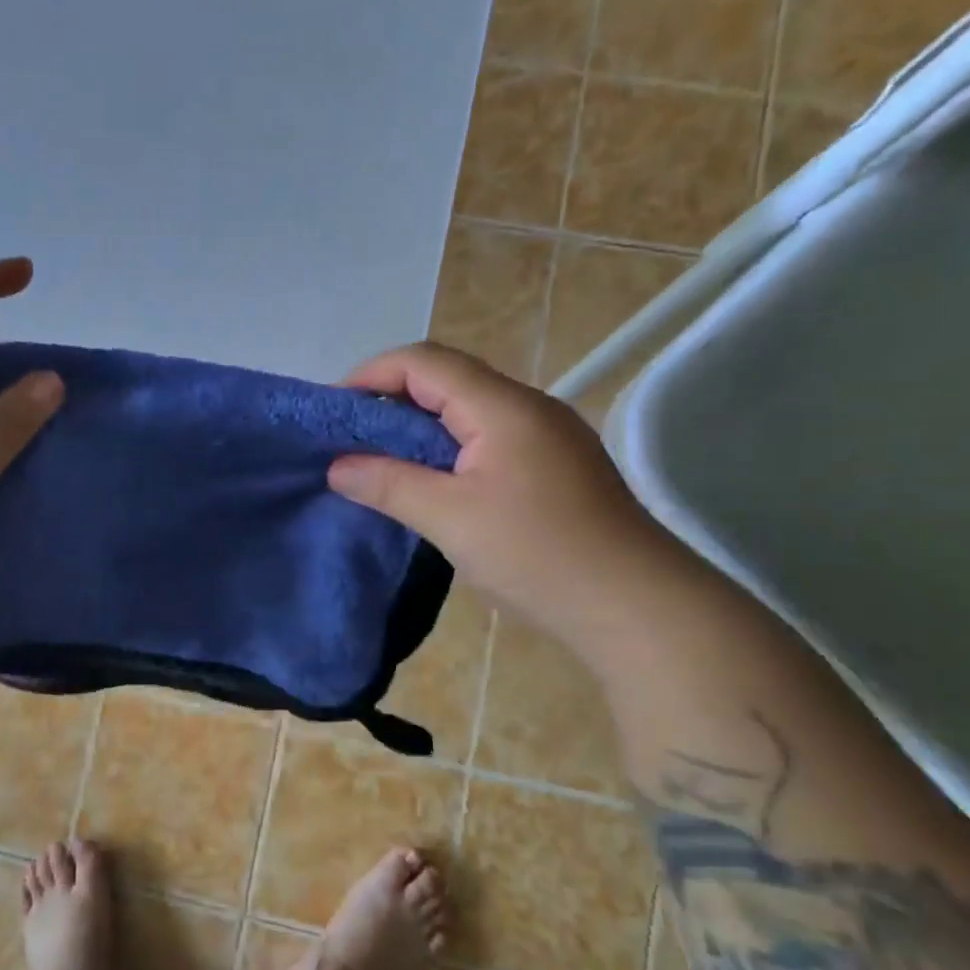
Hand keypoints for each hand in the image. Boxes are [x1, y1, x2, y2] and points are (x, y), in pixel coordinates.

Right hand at [328, 343, 680, 646]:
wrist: (636, 606)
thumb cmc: (538, 555)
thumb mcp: (450, 519)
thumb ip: (389, 484)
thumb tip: (337, 467)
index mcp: (503, 407)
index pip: (424, 362)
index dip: (371, 375)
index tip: (333, 411)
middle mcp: (528, 407)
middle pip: (448, 379)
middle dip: (391, 400)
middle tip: (350, 439)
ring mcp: (548, 436)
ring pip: (469, 410)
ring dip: (420, 426)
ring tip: (380, 460)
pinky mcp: (555, 466)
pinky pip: (489, 438)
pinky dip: (448, 448)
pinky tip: (432, 483)